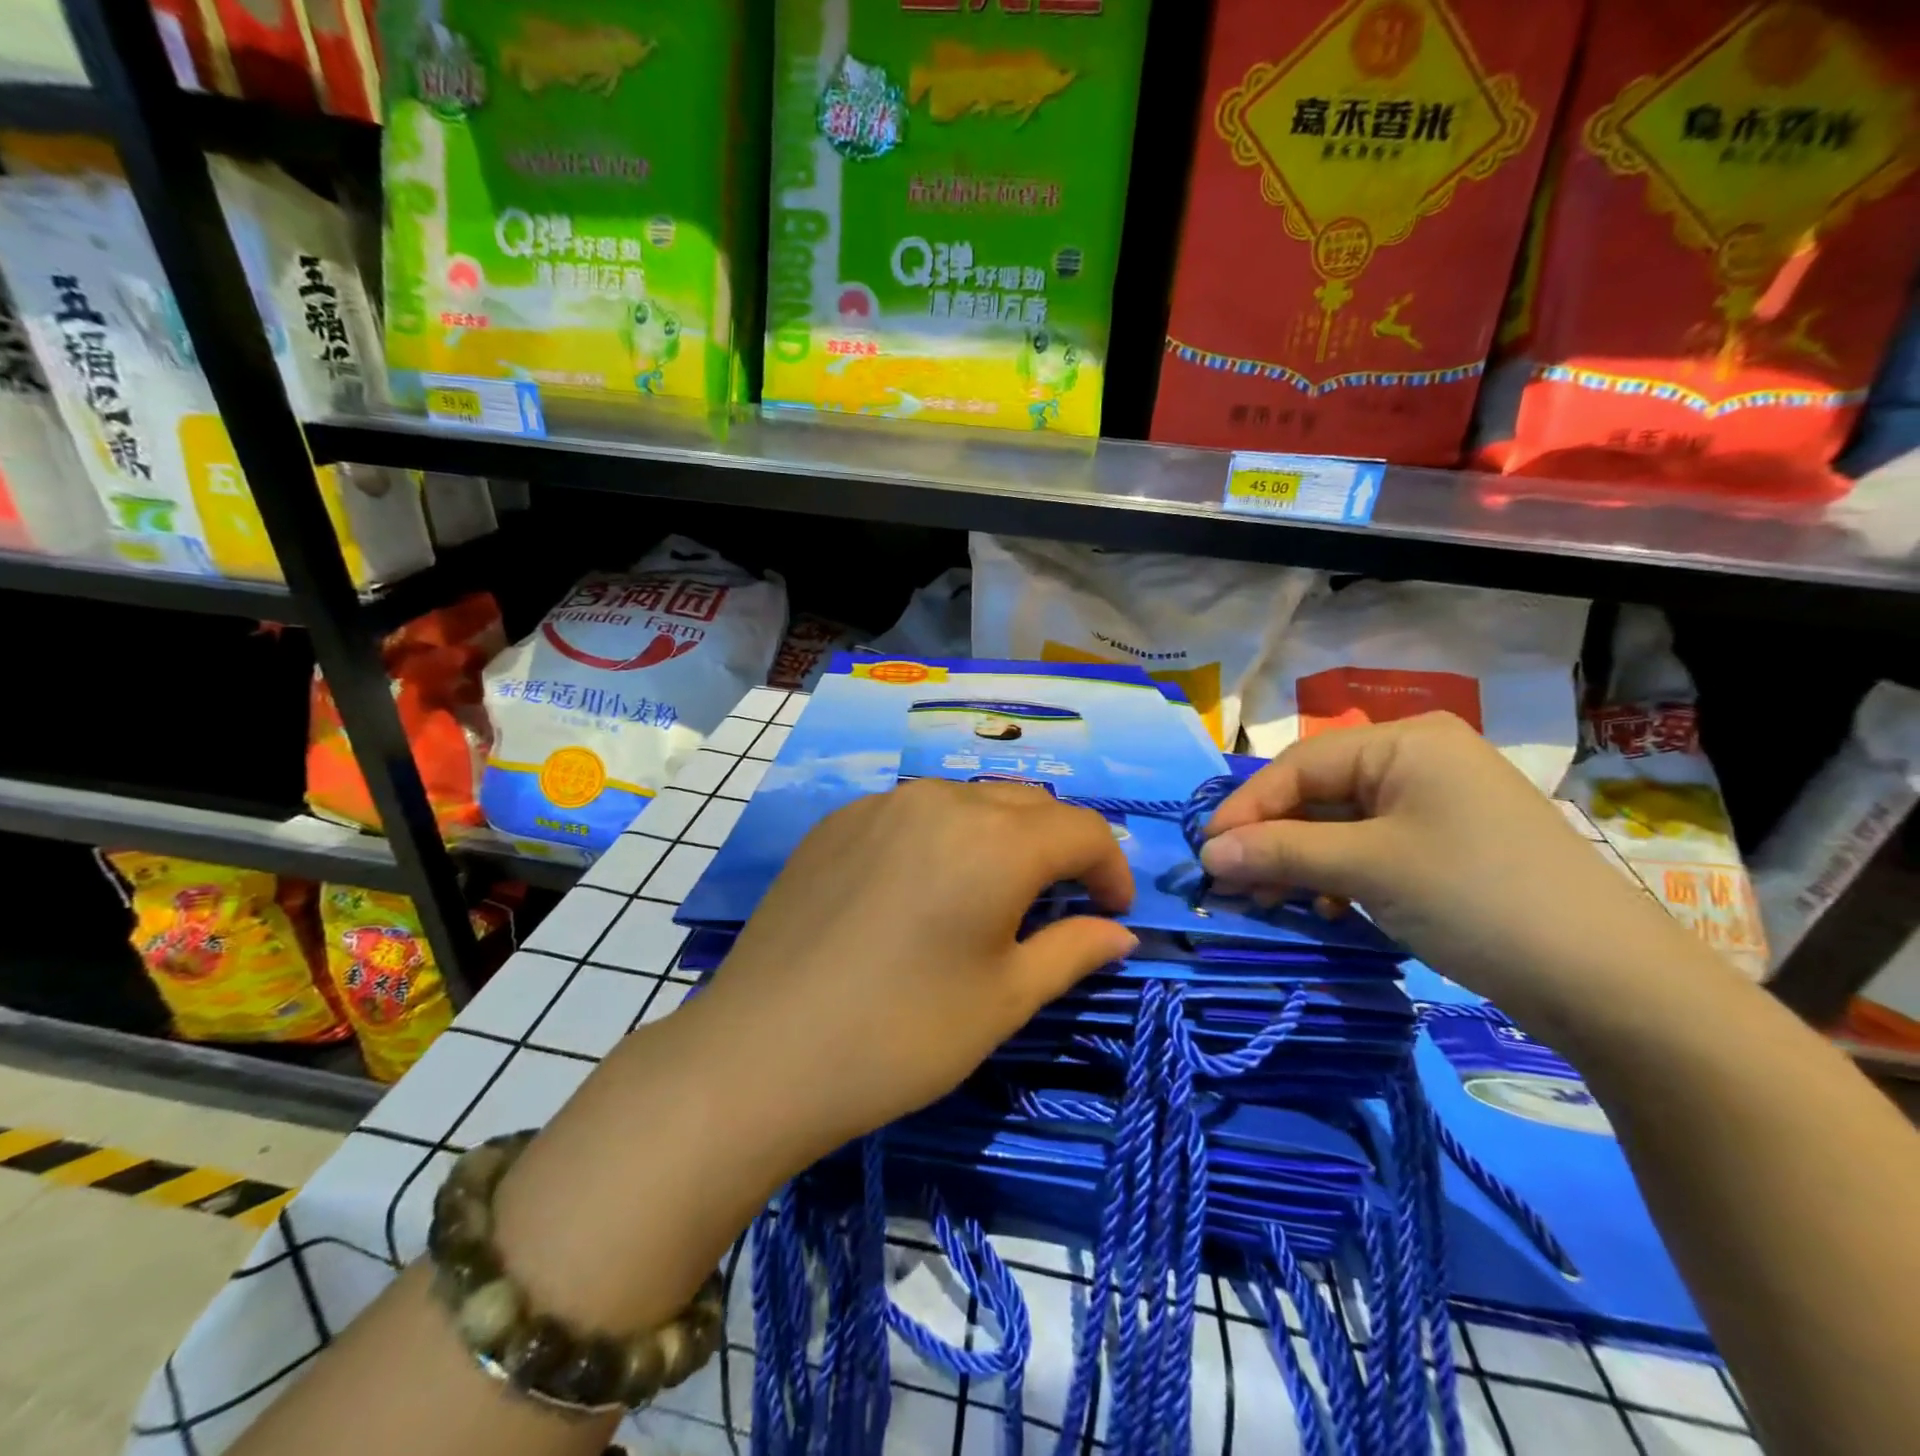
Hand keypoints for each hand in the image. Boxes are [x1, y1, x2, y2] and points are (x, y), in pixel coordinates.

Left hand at [696, 778, 1138, 1168]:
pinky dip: (941, 838)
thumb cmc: (902, 1035)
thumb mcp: (1004, 1000)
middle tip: (1058, 905)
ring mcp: (881, 804)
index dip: (1111, 868)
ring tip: (989, 895)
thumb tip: (1119, 932)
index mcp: (995, 839)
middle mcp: (941, 801)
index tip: (1113, 913)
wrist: (763, 1053)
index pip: (1082, 830)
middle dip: (1058, 847)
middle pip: (1027, 805)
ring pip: (968, 801)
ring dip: (1000, 836)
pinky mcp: (836, 821)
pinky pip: (912, 813)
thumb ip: (1072, 951)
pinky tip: (919, 891)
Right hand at [1199, 712, 1699, 1021]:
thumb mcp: (1368, 869)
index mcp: (1406, 743)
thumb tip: (1207, 853)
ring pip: (1341, 824)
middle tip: (1233, 883)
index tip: (1206, 852)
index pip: (1300, 766)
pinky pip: (1371, 847)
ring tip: (1270, 900)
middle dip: (1272, 839)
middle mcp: (1420, 761)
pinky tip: (1327, 907)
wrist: (1613, 984)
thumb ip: (1280, 852)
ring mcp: (1438, 804)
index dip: (1247, 808)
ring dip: (1300, 861)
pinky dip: (1338, 875)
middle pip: (1319, 792)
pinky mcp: (1448, 846)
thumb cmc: (1478, 899)